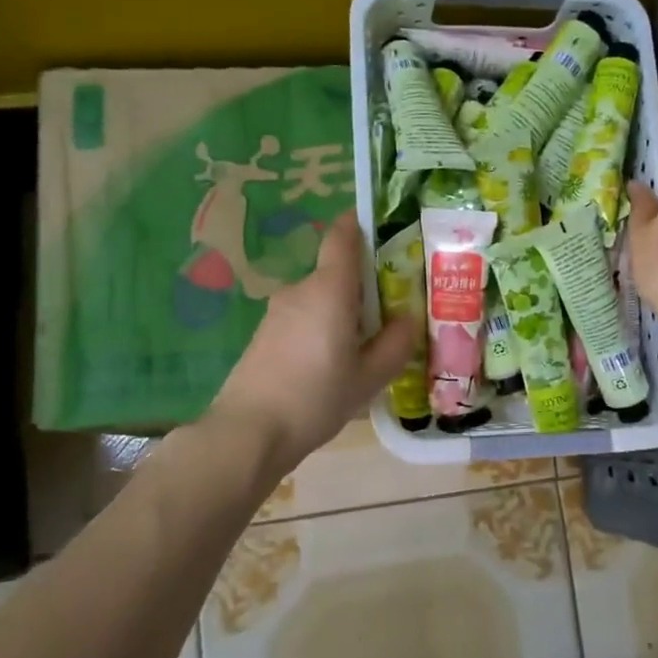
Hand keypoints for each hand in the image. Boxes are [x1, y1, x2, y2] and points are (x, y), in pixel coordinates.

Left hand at [210, 211, 420, 470]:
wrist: (248, 432)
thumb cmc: (316, 398)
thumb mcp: (369, 377)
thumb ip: (395, 343)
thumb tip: (408, 318)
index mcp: (330, 289)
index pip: (342, 236)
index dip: (361, 225)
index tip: (384, 233)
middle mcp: (301, 290)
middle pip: (337, 273)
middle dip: (364, 287)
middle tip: (391, 314)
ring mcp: (277, 312)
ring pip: (321, 299)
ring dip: (342, 313)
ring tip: (364, 349)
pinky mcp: (264, 335)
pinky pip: (303, 319)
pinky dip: (322, 330)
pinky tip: (331, 366)